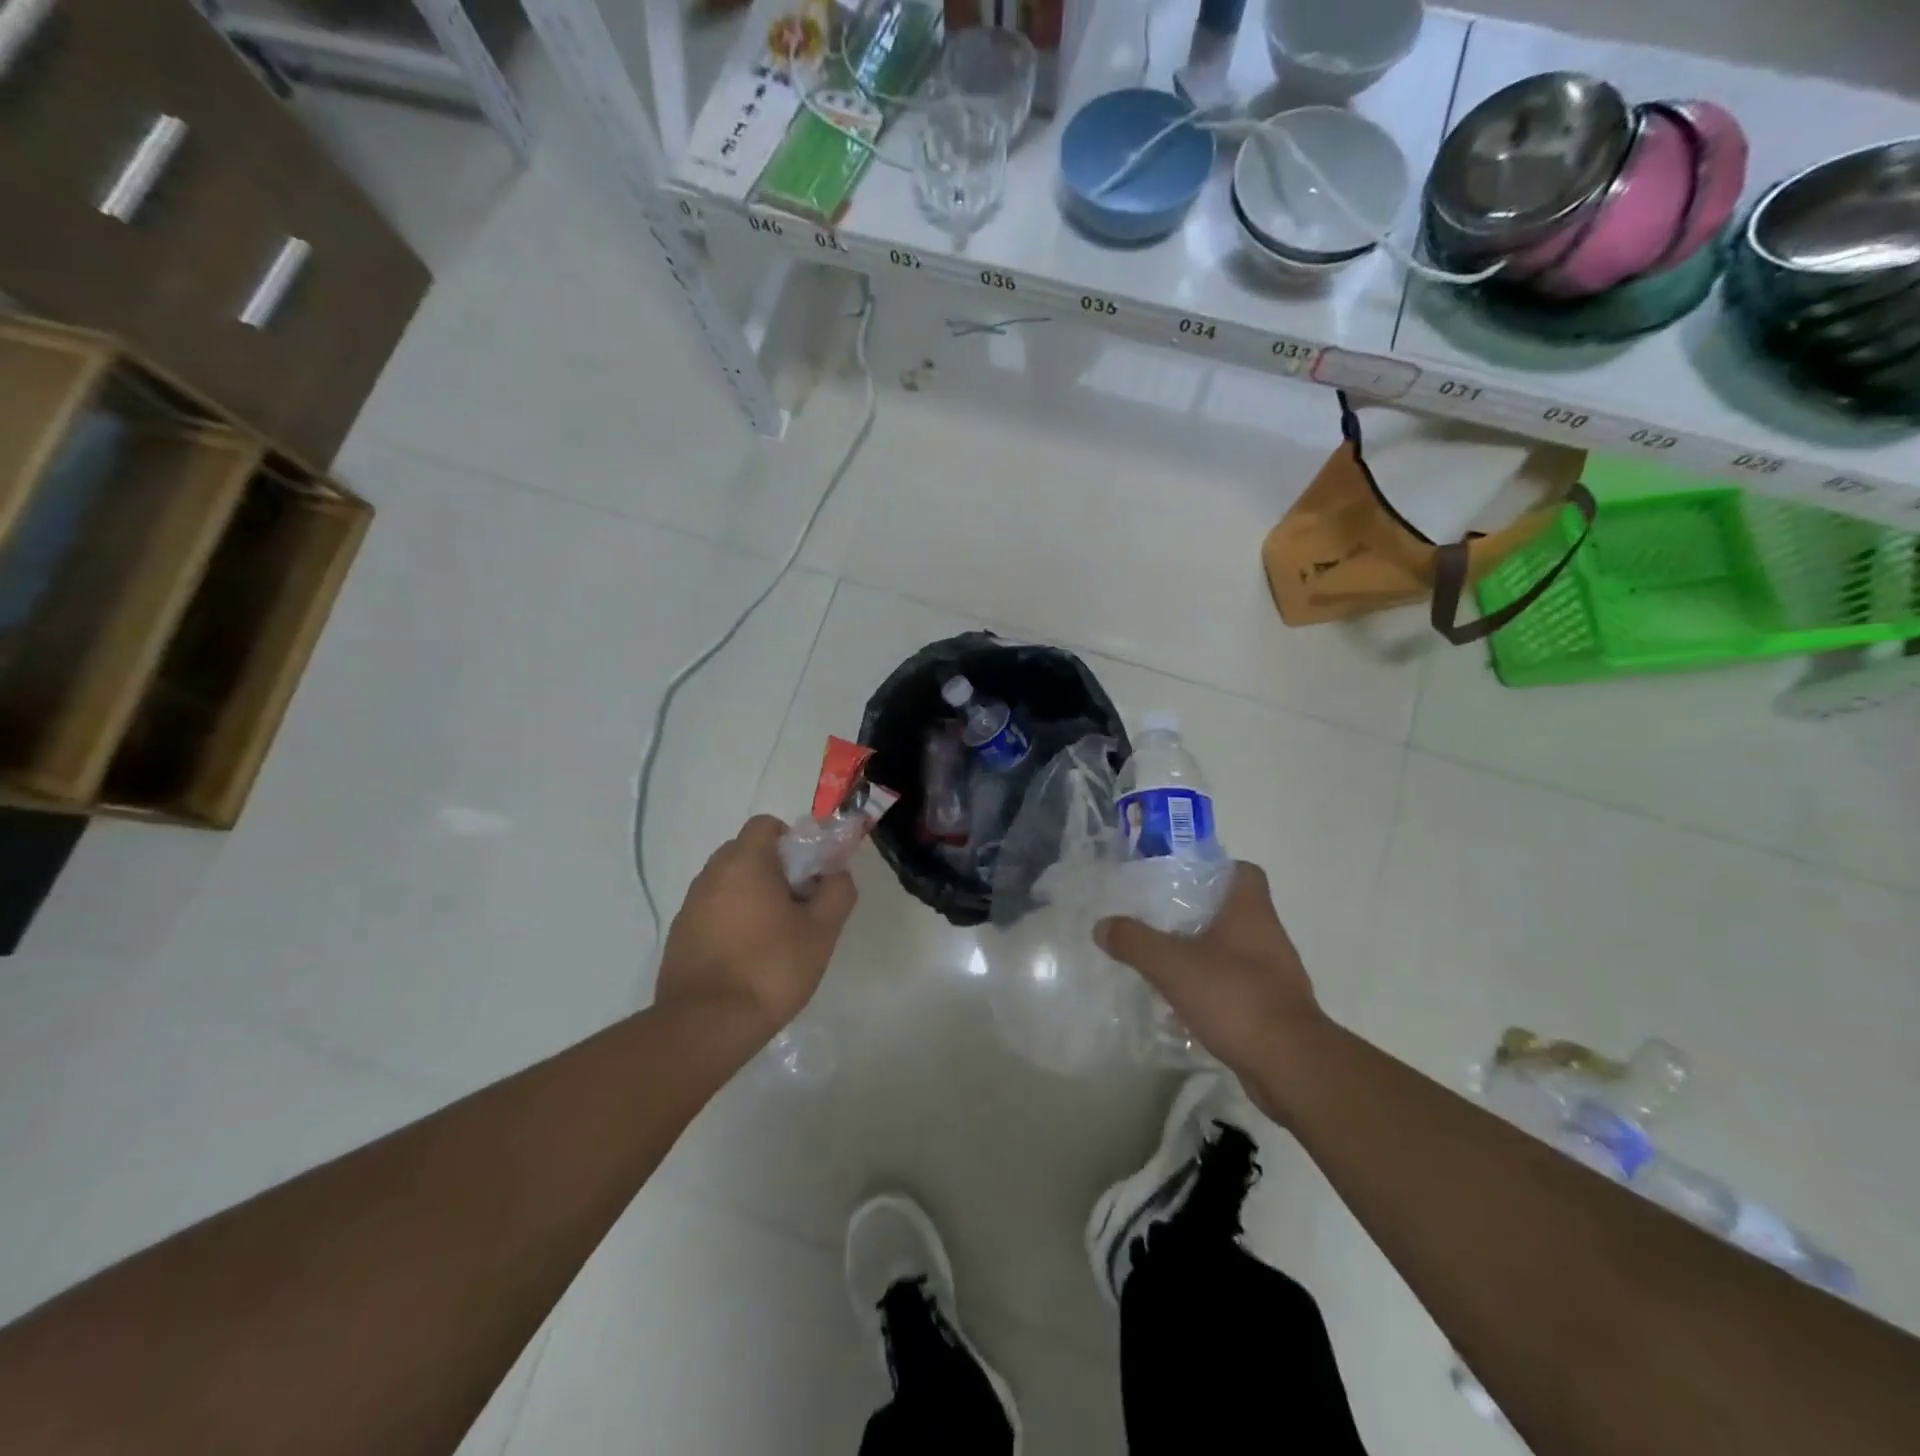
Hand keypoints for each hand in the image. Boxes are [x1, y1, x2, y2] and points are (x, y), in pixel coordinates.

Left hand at [656, 816, 856, 1042]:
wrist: (707, 1025)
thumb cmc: (771, 968)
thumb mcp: (821, 931)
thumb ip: (837, 892)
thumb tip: (836, 874)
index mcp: (744, 863)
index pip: (765, 825)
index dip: (791, 841)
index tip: (807, 873)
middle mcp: (711, 875)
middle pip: (745, 852)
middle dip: (773, 869)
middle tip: (797, 904)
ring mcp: (689, 907)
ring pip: (727, 884)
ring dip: (751, 896)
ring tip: (773, 936)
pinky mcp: (678, 937)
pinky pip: (711, 912)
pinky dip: (730, 921)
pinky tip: (746, 958)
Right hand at [1095, 863, 1323, 1098]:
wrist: (1290, 1066)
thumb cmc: (1235, 998)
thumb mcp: (1173, 965)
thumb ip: (1135, 942)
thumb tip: (1102, 925)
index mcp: (1250, 912)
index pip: (1243, 872)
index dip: (1214, 869)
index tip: (1181, 878)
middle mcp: (1268, 936)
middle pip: (1232, 911)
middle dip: (1197, 915)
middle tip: (1158, 920)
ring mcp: (1275, 975)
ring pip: (1233, 951)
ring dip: (1203, 954)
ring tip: (1164, 962)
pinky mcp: (1273, 1009)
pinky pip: (1237, 986)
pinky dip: (1213, 989)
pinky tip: (1183, 1003)